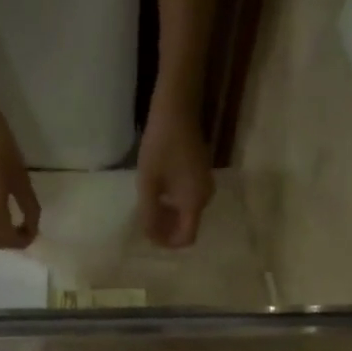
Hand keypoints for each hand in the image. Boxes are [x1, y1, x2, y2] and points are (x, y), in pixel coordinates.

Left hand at [137, 96, 214, 248]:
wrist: (177, 108)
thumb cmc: (161, 146)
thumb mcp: (148, 184)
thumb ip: (148, 214)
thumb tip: (150, 236)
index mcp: (195, 202)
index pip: (186, 238)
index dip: (168, 242)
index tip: (150, 235)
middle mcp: (205, 198)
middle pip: (187, 226)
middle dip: (167, 230)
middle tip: (146, 222)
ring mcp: (205, 185)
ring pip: (188, 213)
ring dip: (169, 217)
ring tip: (149, 208)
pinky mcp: (202, 174)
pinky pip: (189, 199)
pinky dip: (174, 204)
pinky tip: (159, 194)